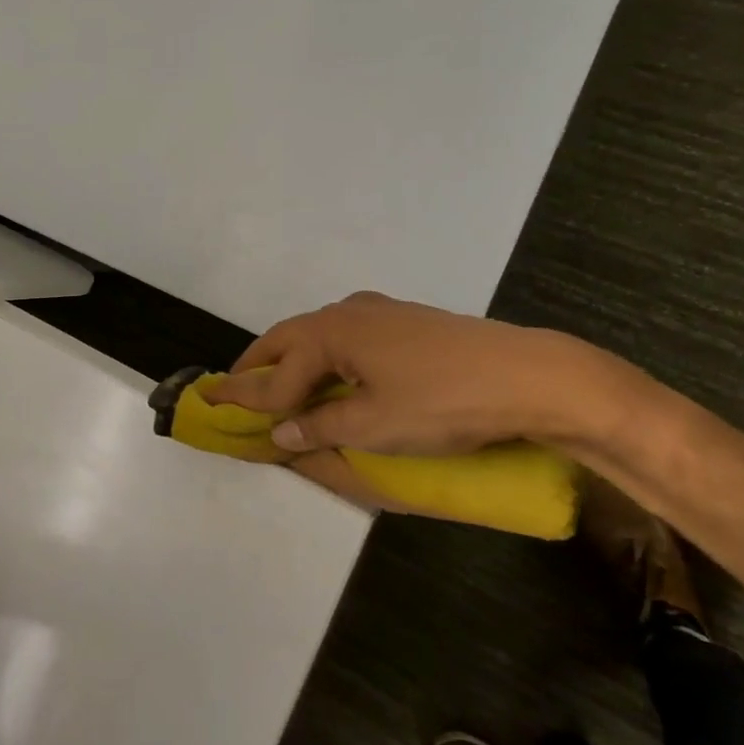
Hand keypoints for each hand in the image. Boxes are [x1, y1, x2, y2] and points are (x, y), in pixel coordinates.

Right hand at [207, 291, 640, 458]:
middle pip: (290, 338)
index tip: (213, 406)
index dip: (247, 396)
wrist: (530, 377)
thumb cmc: (442, 402)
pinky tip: (336, 370)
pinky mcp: (409, 322)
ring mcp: (382, 312)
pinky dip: (326, 355)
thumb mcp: (374, 425)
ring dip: (294, 357)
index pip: (279, 373)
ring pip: (320, 333)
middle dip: (260, 363)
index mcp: (332, 333)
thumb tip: (281, 432)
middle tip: (233, 385)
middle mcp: (349, 312)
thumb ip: (321, 426)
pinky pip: (348, 335)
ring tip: (280, 382)